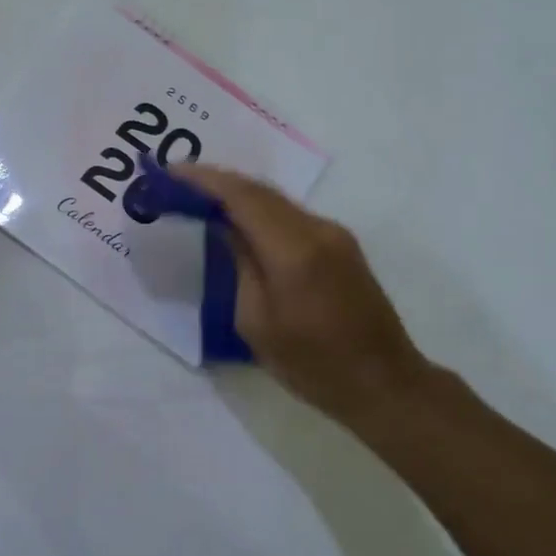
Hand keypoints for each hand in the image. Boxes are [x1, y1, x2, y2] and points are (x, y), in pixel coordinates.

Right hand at [177, 164, 432, 421]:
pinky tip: (240, 219)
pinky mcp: (341, 245)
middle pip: (260, 191)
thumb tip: (225, 227)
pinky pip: (291, 215)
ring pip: (277, 199)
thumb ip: (239, 265)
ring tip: (201, 196)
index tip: (171, 172)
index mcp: (293, 250)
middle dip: (217, 181)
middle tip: (178, 182)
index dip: (204, 180)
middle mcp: (317, 229)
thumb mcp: (257, 322)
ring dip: (239, 193)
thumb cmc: (313, 364)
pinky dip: (260, 209)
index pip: (242, 197)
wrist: (384, 383)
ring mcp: (334, 234)